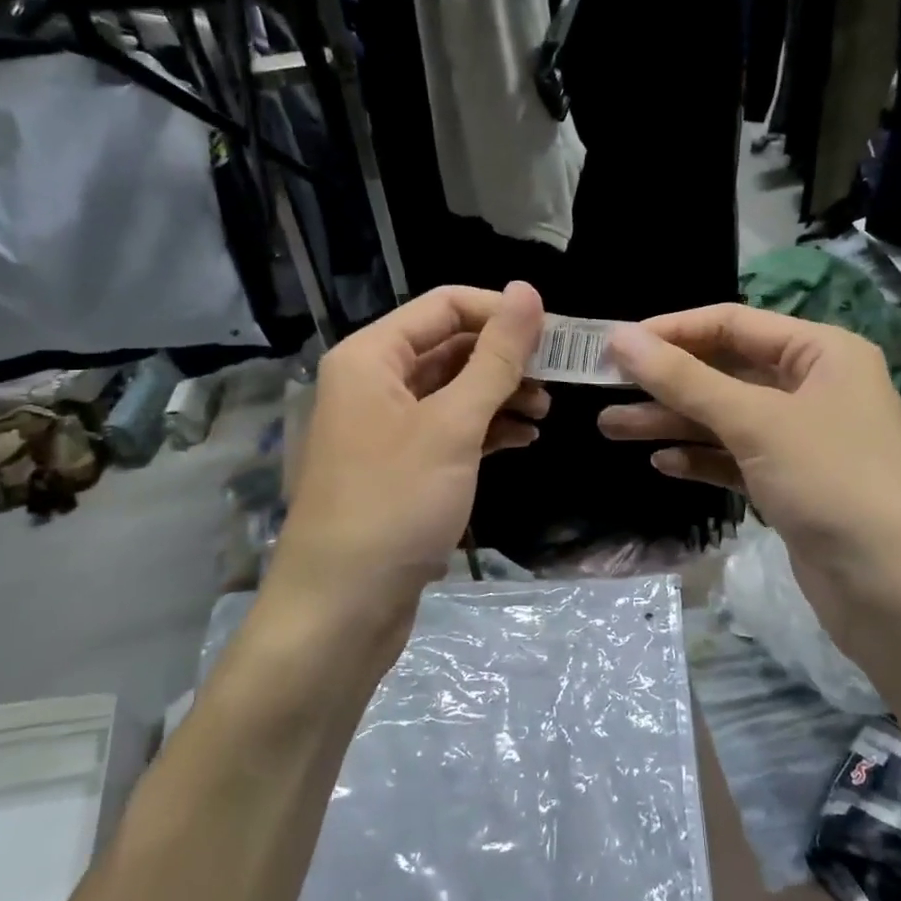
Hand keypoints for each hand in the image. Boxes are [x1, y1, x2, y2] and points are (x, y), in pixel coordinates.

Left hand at [263, 283, 548, 659]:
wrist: (341, 609)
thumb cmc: (394, 504)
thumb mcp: (453, 425)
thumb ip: (495, 357)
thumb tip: (527, 291)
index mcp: (372, 357)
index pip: (445, 305)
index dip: (501, 311)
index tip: (554, 333)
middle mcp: (374, 382)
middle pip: (450, 347)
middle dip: (505, 358)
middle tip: (559, 376)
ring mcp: (385, 427)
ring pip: (453, 390)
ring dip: (500, 394)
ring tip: (546, 411)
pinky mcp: (400, 466)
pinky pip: (448, 429)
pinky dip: (485, 429)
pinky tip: (523, 439)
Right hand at [599, 306, 900, 624]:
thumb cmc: (835, 484)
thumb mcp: (756, 423)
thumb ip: (684, 380)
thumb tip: (620, 338)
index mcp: (821, 352)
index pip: (733, 324)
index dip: (672, 331)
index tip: (615, 344)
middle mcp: (814, 387)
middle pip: (725, 371)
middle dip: (665, 382)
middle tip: (603, 388)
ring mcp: (803, 440)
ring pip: (725, 419)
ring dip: (672, 422)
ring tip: (611, 427)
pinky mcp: (792, 486)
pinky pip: (736, 459)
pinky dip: (700, 459)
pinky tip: (662, 464)